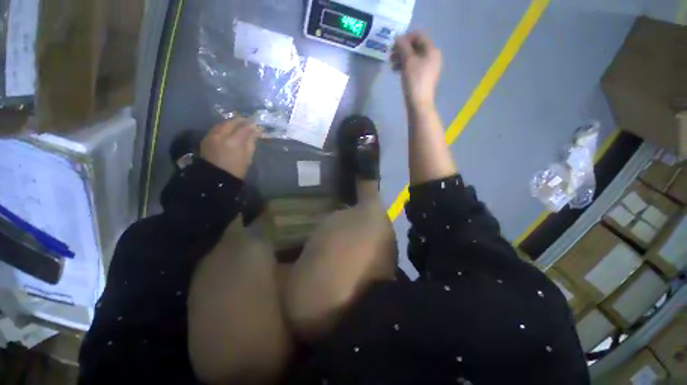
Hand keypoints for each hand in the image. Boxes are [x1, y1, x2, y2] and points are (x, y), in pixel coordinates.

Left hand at [200, 117, 259, 179]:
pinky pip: (216, 129)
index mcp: (234, 142)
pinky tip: (228, 130)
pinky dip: (224, 127)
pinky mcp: (206, 139)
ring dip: (231, 123)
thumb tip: (255, 132)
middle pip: (231, 122)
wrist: (216, 178)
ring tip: (238, 124)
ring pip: (222, 124)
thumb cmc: (236, 170)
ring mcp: (211, 136)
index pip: (244, 128)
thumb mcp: (248, 157)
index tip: (257, 123)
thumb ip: (251, 142)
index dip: (251, 125)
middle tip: (248, 121)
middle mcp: (221, 135)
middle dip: (240, 120)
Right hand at [392, 32, 441, 106]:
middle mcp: (433, 56)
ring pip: (414, 57)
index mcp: (431, 50)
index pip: (418, 36)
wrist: (419, 103)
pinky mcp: (424, 77)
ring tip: (392, 66)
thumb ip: (403, 46)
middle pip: (416, 47)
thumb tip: (398, 37)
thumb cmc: (414, 80)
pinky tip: (397, 71)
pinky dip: (406, 66)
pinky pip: (415, 66)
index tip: (393, 46)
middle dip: (402, 50)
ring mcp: (429, 67)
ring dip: (402, 58)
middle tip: (391, 56)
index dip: (405, 38)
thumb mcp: (408, 61)